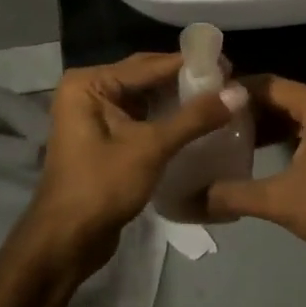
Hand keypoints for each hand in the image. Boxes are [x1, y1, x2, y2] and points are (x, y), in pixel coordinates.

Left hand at [27, 53, 245, 272]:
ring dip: (177, 100)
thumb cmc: (102, 186)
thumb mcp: (151, 147)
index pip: (148, 65)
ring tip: (218, 99)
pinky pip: (140, 119)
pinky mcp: (103, 139)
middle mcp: (88, 91)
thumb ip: (194, 117)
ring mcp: (94, 116)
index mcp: (90, 83)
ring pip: (145, 99)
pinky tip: (196, 123)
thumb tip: (239, 91)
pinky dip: (166, 120)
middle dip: (184, 81)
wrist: (66, 242)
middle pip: (146, 78)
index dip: (189, 64)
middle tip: (227, 81)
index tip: (227, 64)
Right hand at [205, 77, 305, 280]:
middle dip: (251, 108)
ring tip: (233, 135)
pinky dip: (292, 131)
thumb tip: (191, 197)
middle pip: (285, 95)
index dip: (236, 92)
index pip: (269, 85)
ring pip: (301, 109)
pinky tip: (266, 149)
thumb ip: (233, 194)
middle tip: (215, 121)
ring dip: (271, 121)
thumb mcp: (280, 201)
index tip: (208, 102)